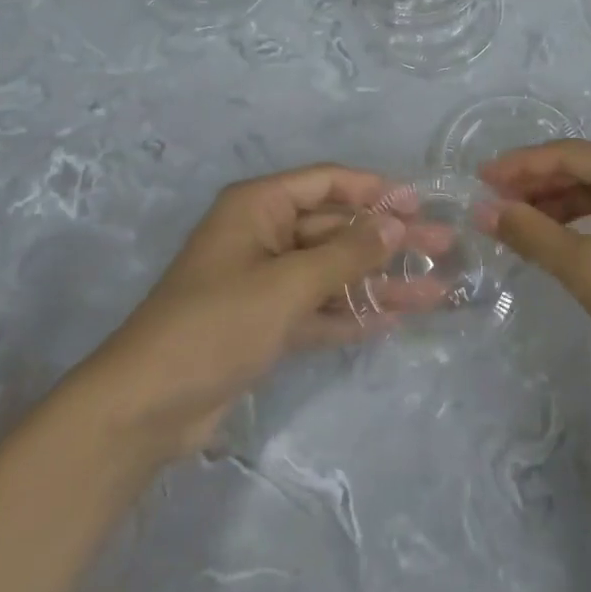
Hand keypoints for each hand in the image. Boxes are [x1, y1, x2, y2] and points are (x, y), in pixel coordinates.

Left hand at [83, 165, 405, 459]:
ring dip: (381, 280)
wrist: (145, 409)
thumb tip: (397, 223)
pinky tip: (395, 318)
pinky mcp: (267, 324)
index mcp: (259, 207)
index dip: (375, 189)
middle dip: (390, 240)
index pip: (327, 182)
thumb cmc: (215, 325)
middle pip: (338, 228)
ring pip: (335, 271)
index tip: (420, 204)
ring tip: (437, 290)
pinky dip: (353, 312)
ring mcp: (266, 282)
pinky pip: (320, 307)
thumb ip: (347, 253)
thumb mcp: (287, 284)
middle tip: (444, 247)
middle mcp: (264, 236)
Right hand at [480, 141, 590, 397]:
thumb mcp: (585, 268)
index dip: (519, 165)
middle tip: (494, 202)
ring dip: (561, 203)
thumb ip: (531, 233)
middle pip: (586, 167)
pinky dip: (588, 219)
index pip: (568, 154)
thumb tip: (485, 210)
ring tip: (520, 222)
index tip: (479, 179)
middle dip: (538, 184)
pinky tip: (563, 237)